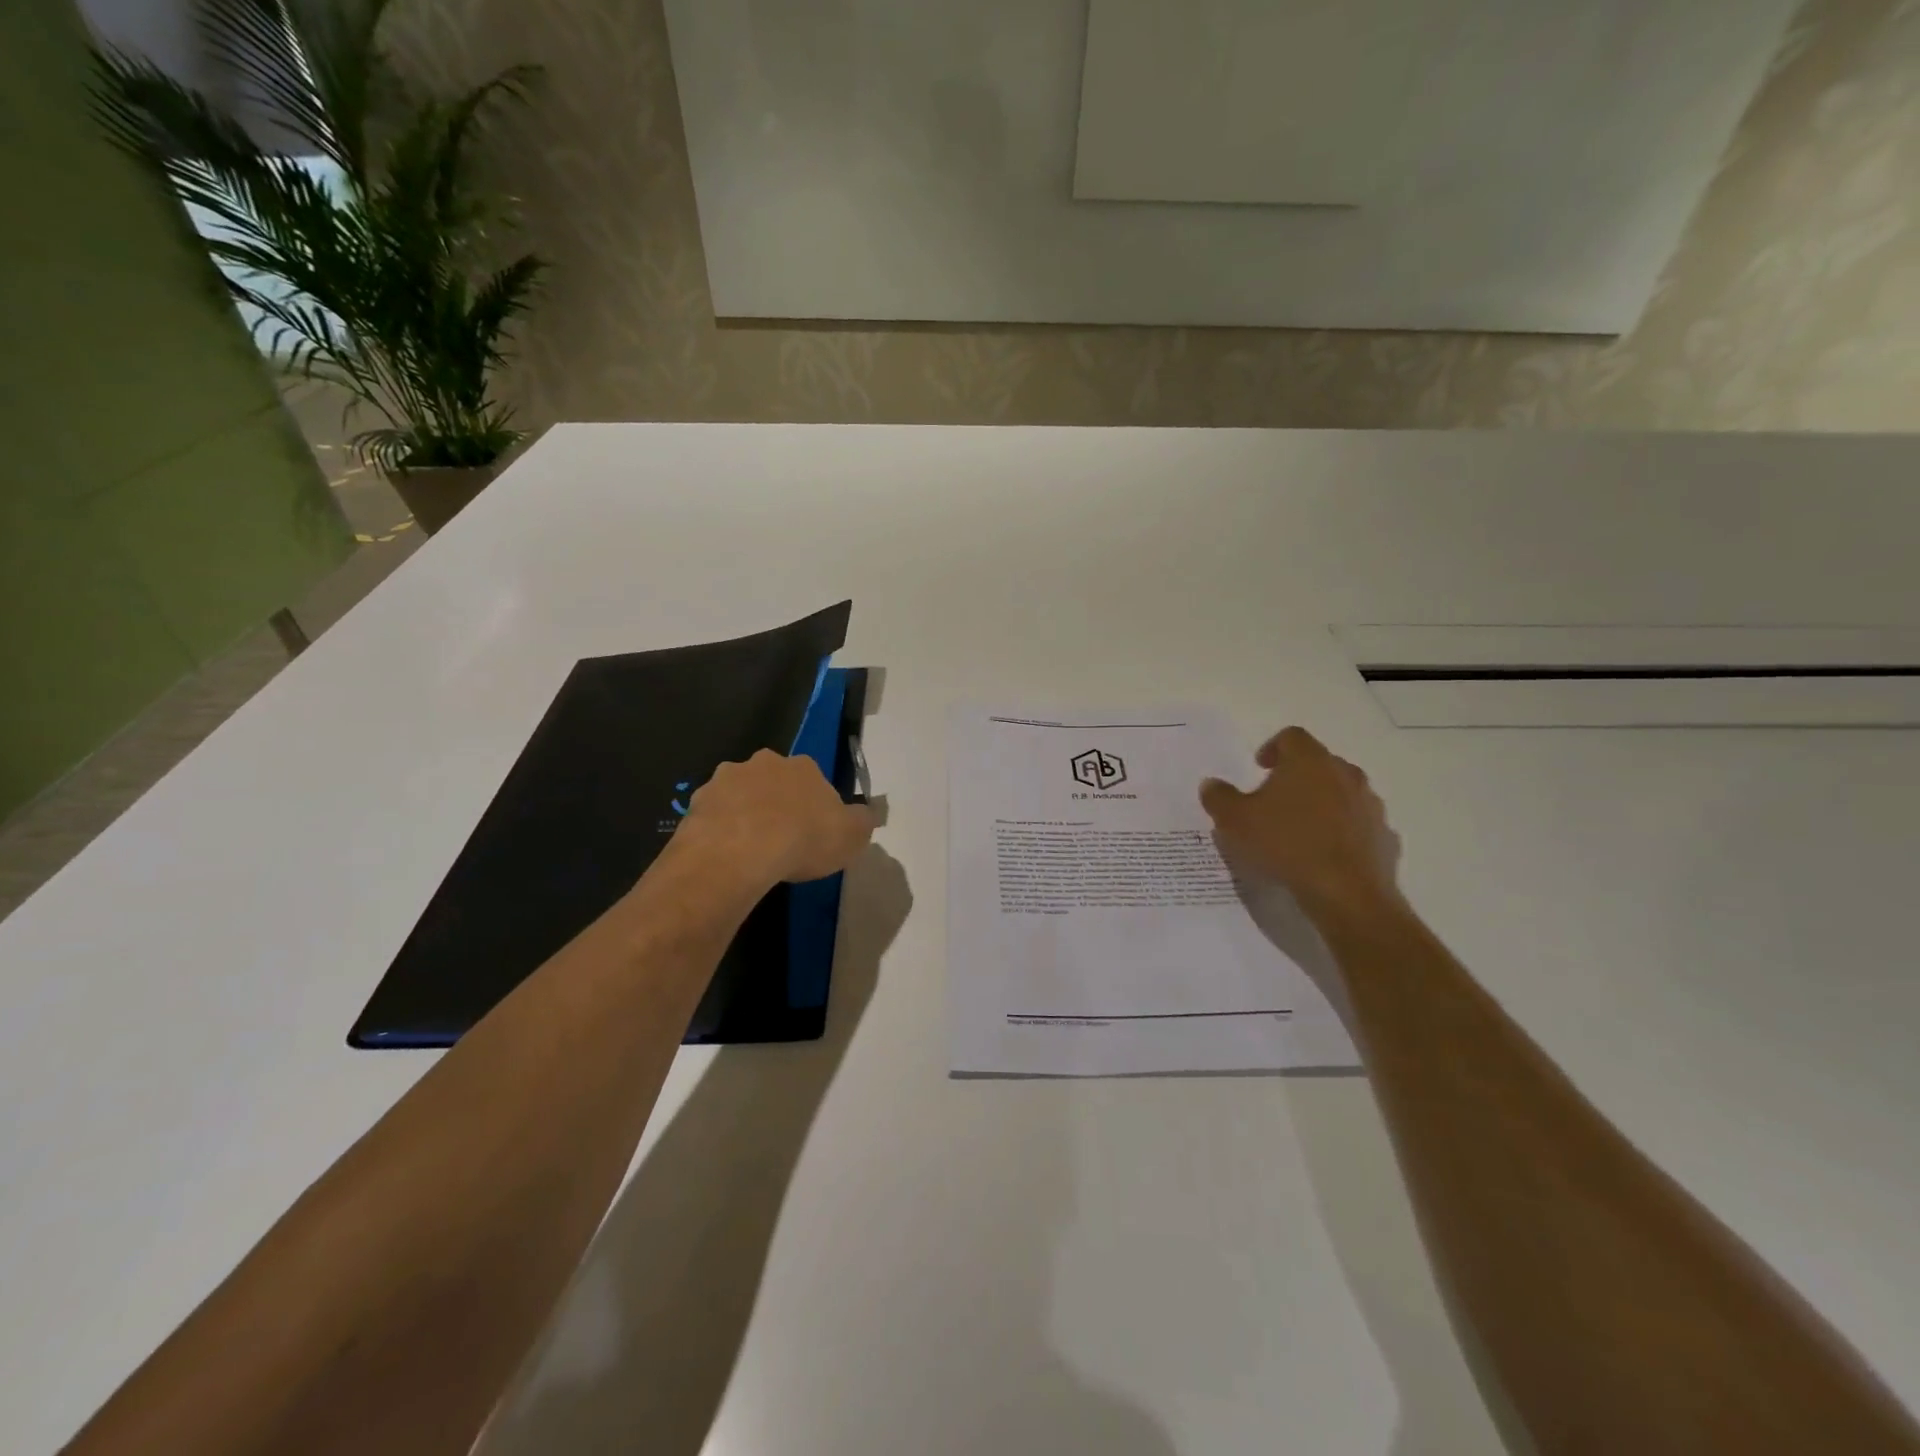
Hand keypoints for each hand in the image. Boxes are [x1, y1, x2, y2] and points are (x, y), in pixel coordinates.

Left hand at [677, 749, 874, 890]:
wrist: (737, 854)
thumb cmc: (803, 840)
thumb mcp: (852, 836)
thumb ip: (862, 821)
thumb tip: (864, 815)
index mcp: (802, 766)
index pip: (813, 779)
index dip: (814, 804)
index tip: (814, 830)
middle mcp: (762, 763)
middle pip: (773, 781)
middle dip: (777, 802)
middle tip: (781, 838)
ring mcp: (724, 780)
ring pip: (739, 795)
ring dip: (745, 814)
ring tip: (750, 851)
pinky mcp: (696, 804)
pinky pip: (713, 817)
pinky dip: (719, 831)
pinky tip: (726, 857)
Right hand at [1200, 727, 1402, 926]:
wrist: (1346, 893)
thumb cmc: (1285, 844)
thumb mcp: (1234, 821)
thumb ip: (1219, 797)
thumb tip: (1211, 784)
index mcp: (1309, 761)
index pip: (1292, 737)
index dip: (1272, 748)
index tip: (1259, 768)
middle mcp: (1345, 774)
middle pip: (1319, 763)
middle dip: (1297, 776)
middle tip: (1274, 799)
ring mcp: (1369, 805)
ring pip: (1342, 793)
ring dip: (1322, 803)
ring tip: (1299, 829)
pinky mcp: (1383, 836)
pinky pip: (1358, 825)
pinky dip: (1341, 831)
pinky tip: (1323, 854)